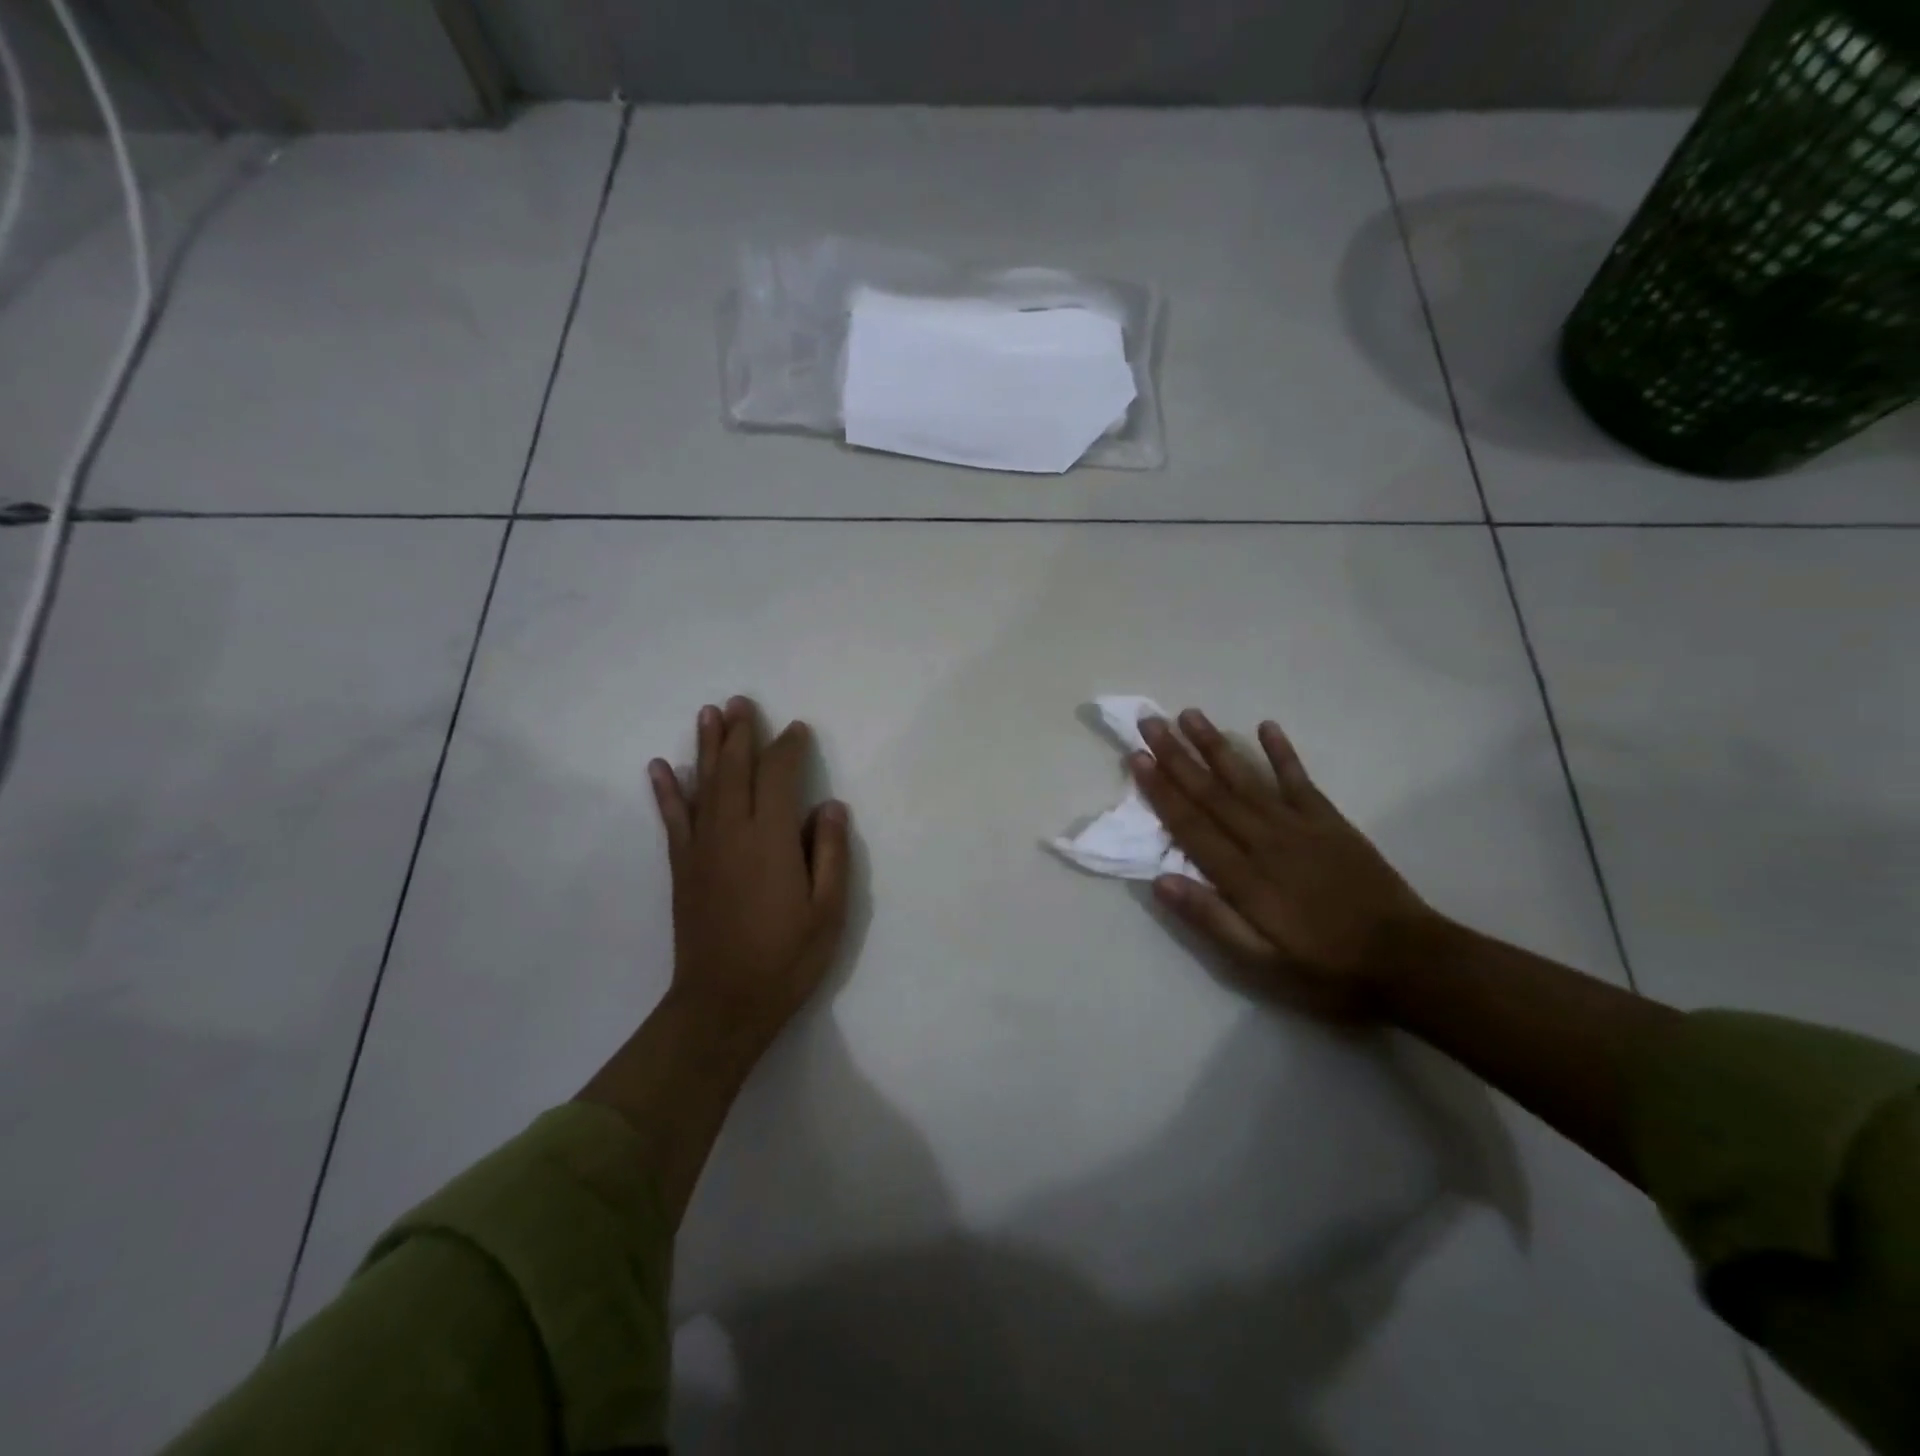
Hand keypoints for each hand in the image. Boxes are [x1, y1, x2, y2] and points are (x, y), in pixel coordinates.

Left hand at [647, 696, 849, 1055]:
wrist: (723, 1003)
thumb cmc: (787, 958)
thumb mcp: (829, 911)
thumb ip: (831, 853)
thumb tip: (830, 806)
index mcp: (771, 839)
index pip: (779, 776)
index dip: (789, 748)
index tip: (797, 729)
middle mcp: (732, 832)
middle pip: (735, 769)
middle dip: (741, 733)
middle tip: (743, 701)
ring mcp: (702, 848)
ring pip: (703, 784)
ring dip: (706, 747)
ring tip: (709, 714)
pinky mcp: (683, 867)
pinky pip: (673, 819)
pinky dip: (666, 791)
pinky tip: (659, 768)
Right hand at [1131, 709, 1441, 1018]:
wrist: (1408, 961)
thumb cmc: (1325, 968)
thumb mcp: (1260, 963)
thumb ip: (1211, 919)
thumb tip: (1160, 880)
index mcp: (1244, 876)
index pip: (1191, 824)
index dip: (1161, 790)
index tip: (1137, 757)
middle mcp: (1265, 840)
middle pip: (1212, 792)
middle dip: (1177, 755)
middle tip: (1149, 721)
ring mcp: (1300, 826)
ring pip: (1247, 778)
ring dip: (1216, 745)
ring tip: (1189, 715)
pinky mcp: (1330, 822)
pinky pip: (1300, 780)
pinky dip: (1282, 753)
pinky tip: (1266, 726)